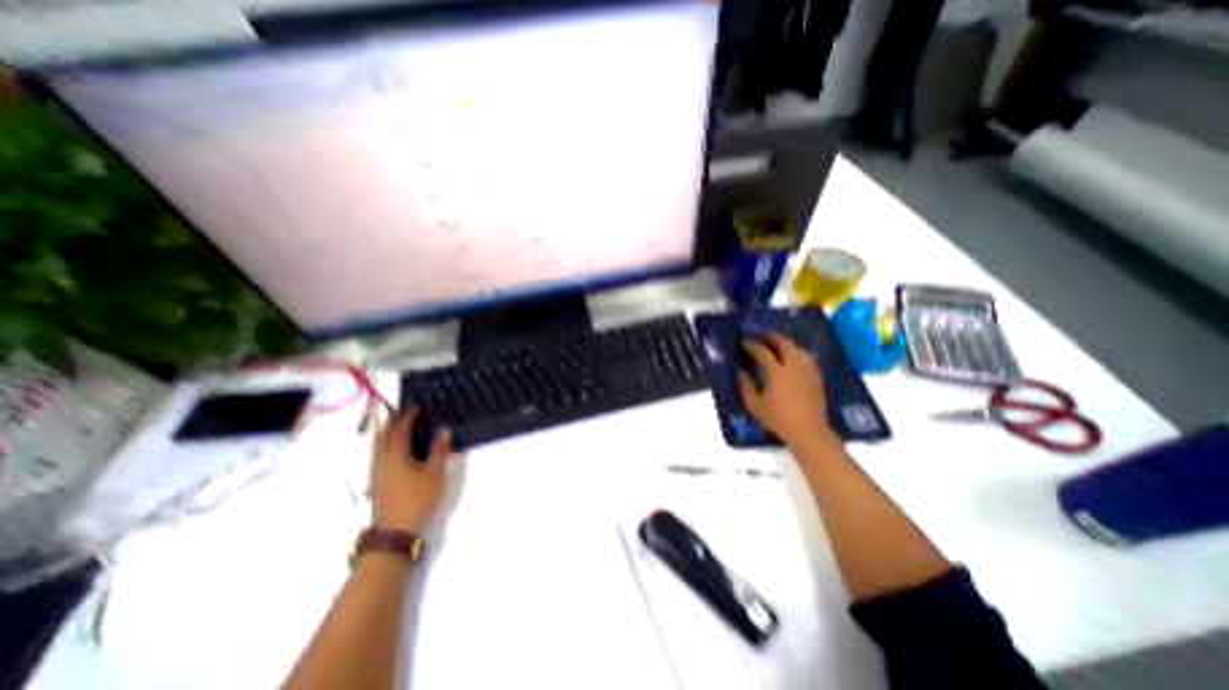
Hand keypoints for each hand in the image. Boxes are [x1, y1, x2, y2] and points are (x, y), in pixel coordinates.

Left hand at [372, 411, 458, 532]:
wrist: (394, 531)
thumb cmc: (418, 499)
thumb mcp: (435, 474)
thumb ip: (439, 450)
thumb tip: (444, 429)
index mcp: (396, 455)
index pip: (400, 429)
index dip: (409, 416)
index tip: (418, 406)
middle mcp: (381, 460)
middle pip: (383, 435)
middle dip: (394, 421)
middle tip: (408, 413)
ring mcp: (376, 471)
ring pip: (378, 445)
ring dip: (388, 432)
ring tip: (401, 426)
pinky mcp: (376, 481)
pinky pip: (378, 454)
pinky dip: (386, 444)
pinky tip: (396, 449)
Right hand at [738, 332, 833, 447]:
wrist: (808, 431)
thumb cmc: (778, 418)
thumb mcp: (755, 405)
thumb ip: (745, 386)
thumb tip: (741, 372)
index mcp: (776, 371)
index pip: (762, 352)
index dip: (752, 345)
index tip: (745, 342)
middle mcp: (793, 366)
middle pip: (785, 343)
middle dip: (774, 337)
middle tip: (765, 337)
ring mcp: (807, 370)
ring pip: (798, 349)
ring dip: (788, 344)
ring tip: (779, 346)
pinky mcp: (817, 377)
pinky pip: (807, 358)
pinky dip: (798, 354)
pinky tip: (794, 360)